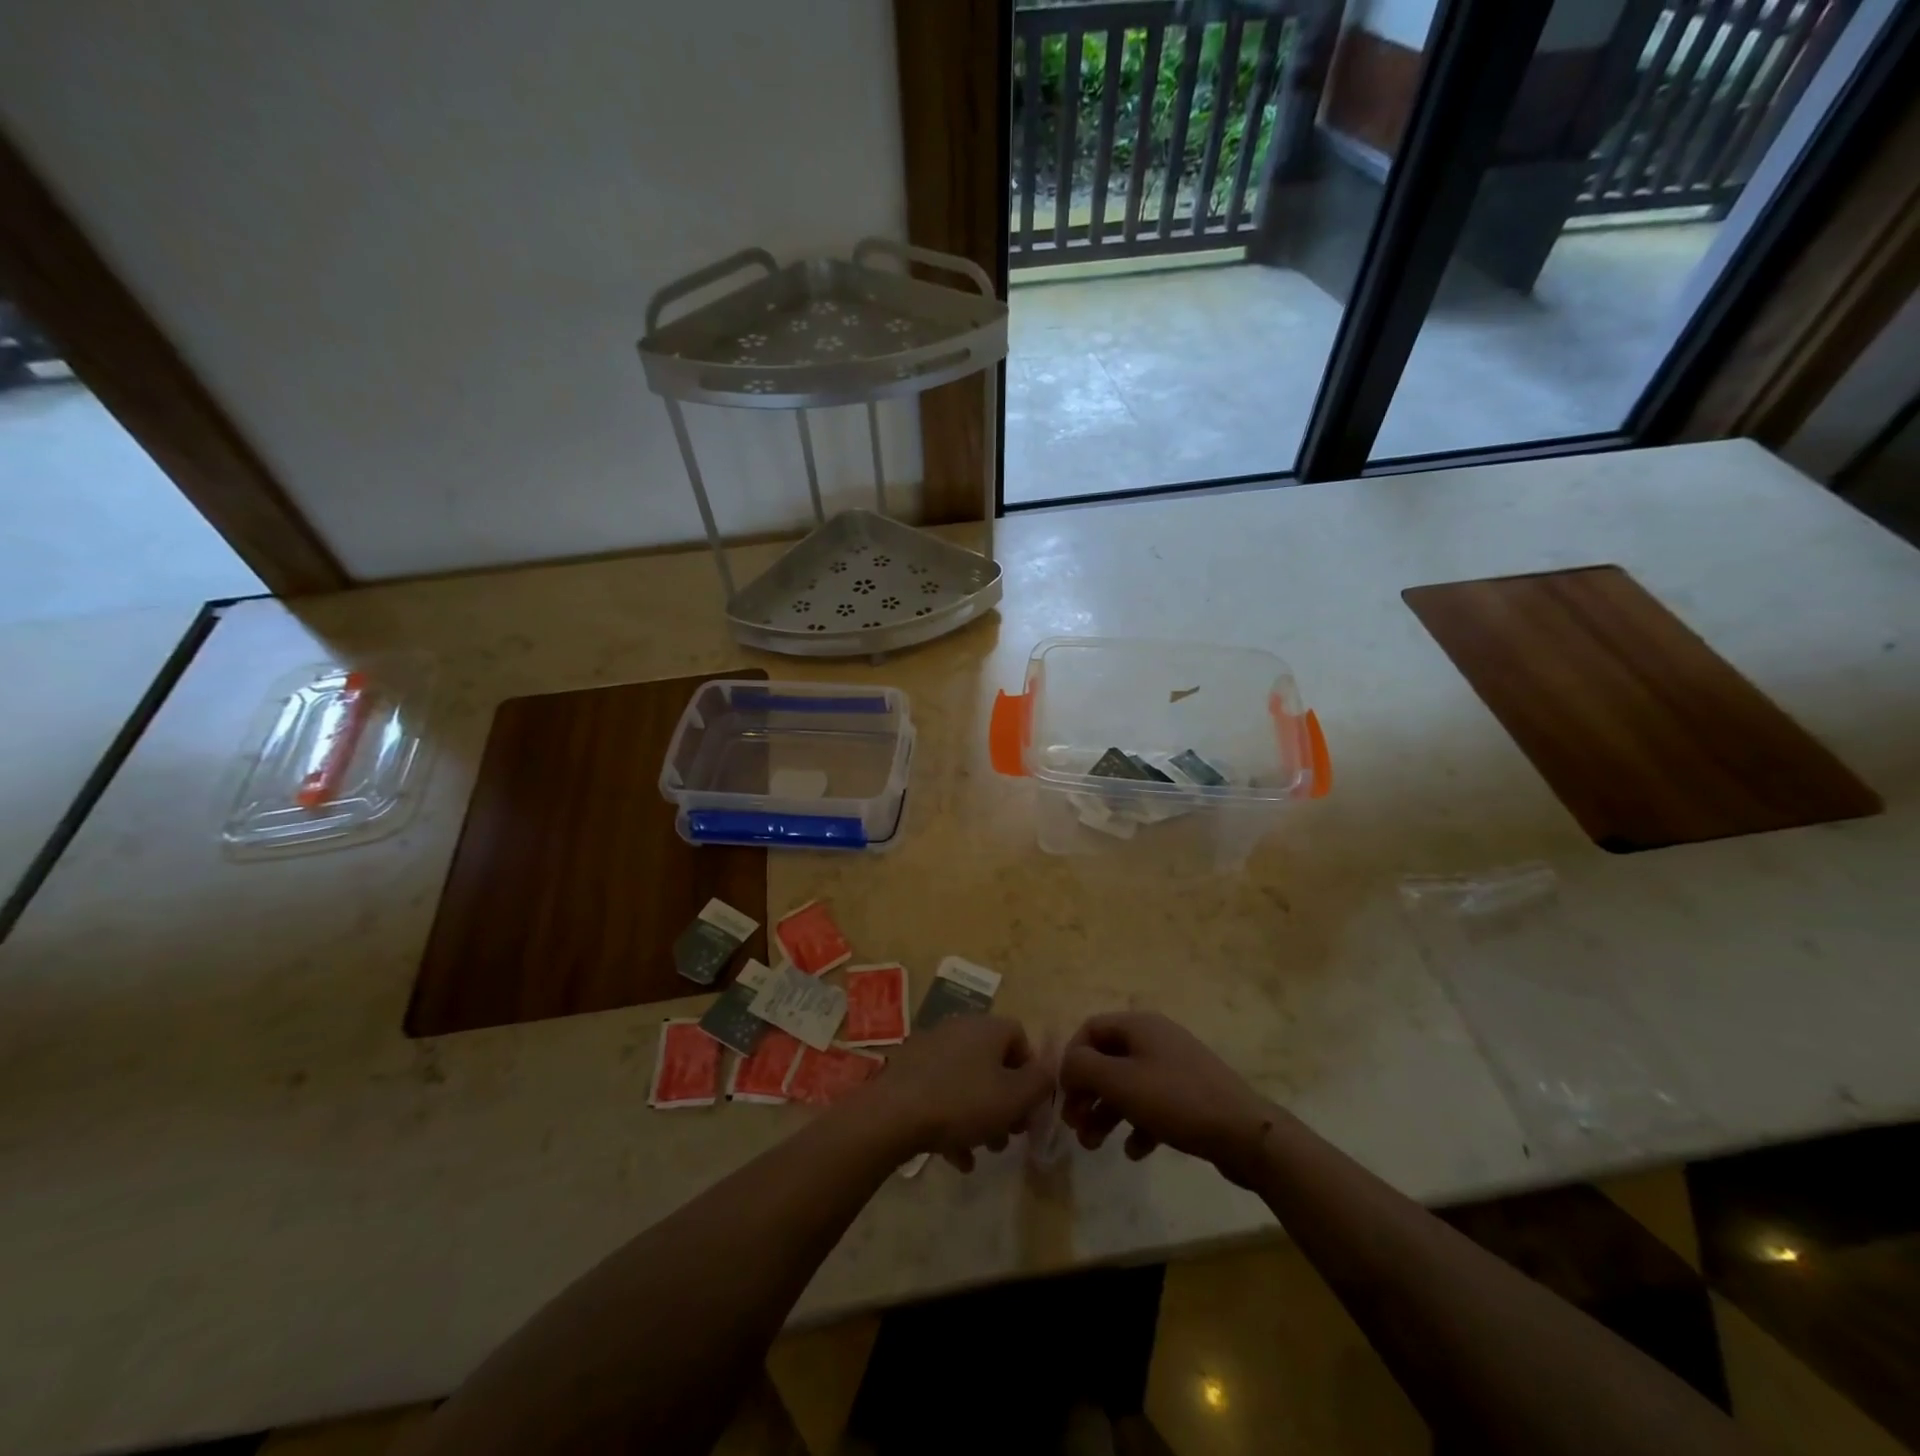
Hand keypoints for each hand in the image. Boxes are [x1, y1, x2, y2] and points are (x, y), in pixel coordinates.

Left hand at [863, 1016, 1054, 1171]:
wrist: (892, 1114)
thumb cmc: (962, 1102)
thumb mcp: (1014, 1098)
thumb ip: (1041, 1082)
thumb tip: (1051, 1068)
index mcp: (986, 1027)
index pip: (1020, 1038)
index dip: (1031, 1073)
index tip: (1030, 1107)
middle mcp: (959, 1028)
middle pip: (992, 1063)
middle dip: (1005, 1101)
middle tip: (1009, 1135)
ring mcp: (930, 1048)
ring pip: (967, 1082)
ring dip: (980, 1116)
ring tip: (982, 1151)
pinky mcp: (908, 1071)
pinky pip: (941, 1092)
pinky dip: (952, 1120)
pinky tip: (955, 1157)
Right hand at [1059, 1012, 1275, 1183]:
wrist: (1245, 1133)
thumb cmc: (1176, 1100)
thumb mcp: (1120, 1082)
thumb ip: (1083, 1068)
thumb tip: (1067, 1065)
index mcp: (1139, 1025)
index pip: (1090, 1029)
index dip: (1071, 1059)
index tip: (1064, 1095)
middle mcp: (1156, 1039)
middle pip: (1107, 1060)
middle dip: (1086, 1092)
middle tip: (1075, 1126)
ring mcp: (1175, 1068)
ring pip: (1127, 1085)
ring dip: (1105, 1113)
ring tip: (1094, 1146)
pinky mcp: (1190, 1097)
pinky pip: (1152, 1105)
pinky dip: (1137, 1125)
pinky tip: (1134, 1151)